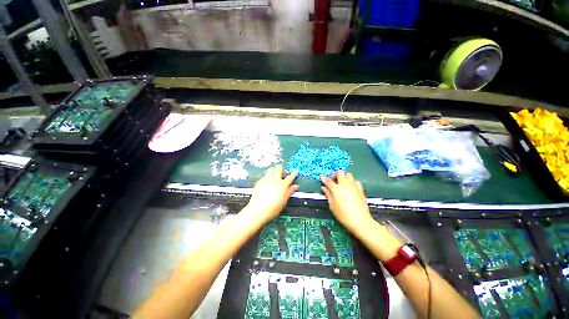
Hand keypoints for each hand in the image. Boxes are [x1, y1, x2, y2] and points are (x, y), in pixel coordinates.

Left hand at [244, 166, 298, 224]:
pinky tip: (267, 183)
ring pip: (270, 169)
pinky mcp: (259, 182)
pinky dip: (266, 177)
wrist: (259, 209)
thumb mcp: (284, 200)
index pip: (290, 177)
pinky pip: (264, 176)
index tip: (295, 171)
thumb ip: (289, 191)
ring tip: (274, 176)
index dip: (293, 174)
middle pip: (279, 168)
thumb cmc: (272, 207)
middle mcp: (275, 180)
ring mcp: (266, 179)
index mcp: (283, 184)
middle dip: (281, 170)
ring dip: (273, 171)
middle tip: (282, 175)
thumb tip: (295, 187)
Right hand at [321, 171, 373, 232]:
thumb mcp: (332, 205)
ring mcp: (354, 186)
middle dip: (335, 175)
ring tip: (342, 184)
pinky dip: (351, 182)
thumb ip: (328, 195)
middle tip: (333, 181)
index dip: (324, 178)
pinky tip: (350, 188)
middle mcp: (345, 184)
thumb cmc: (343, 214)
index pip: (328, 180)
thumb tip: (324, 188)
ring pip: (348, 174)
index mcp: (336, 189)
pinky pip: (355, 181)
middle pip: (340, 173)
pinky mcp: (360, 189)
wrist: (360, 220)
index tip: (322, 177)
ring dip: (344, 177)